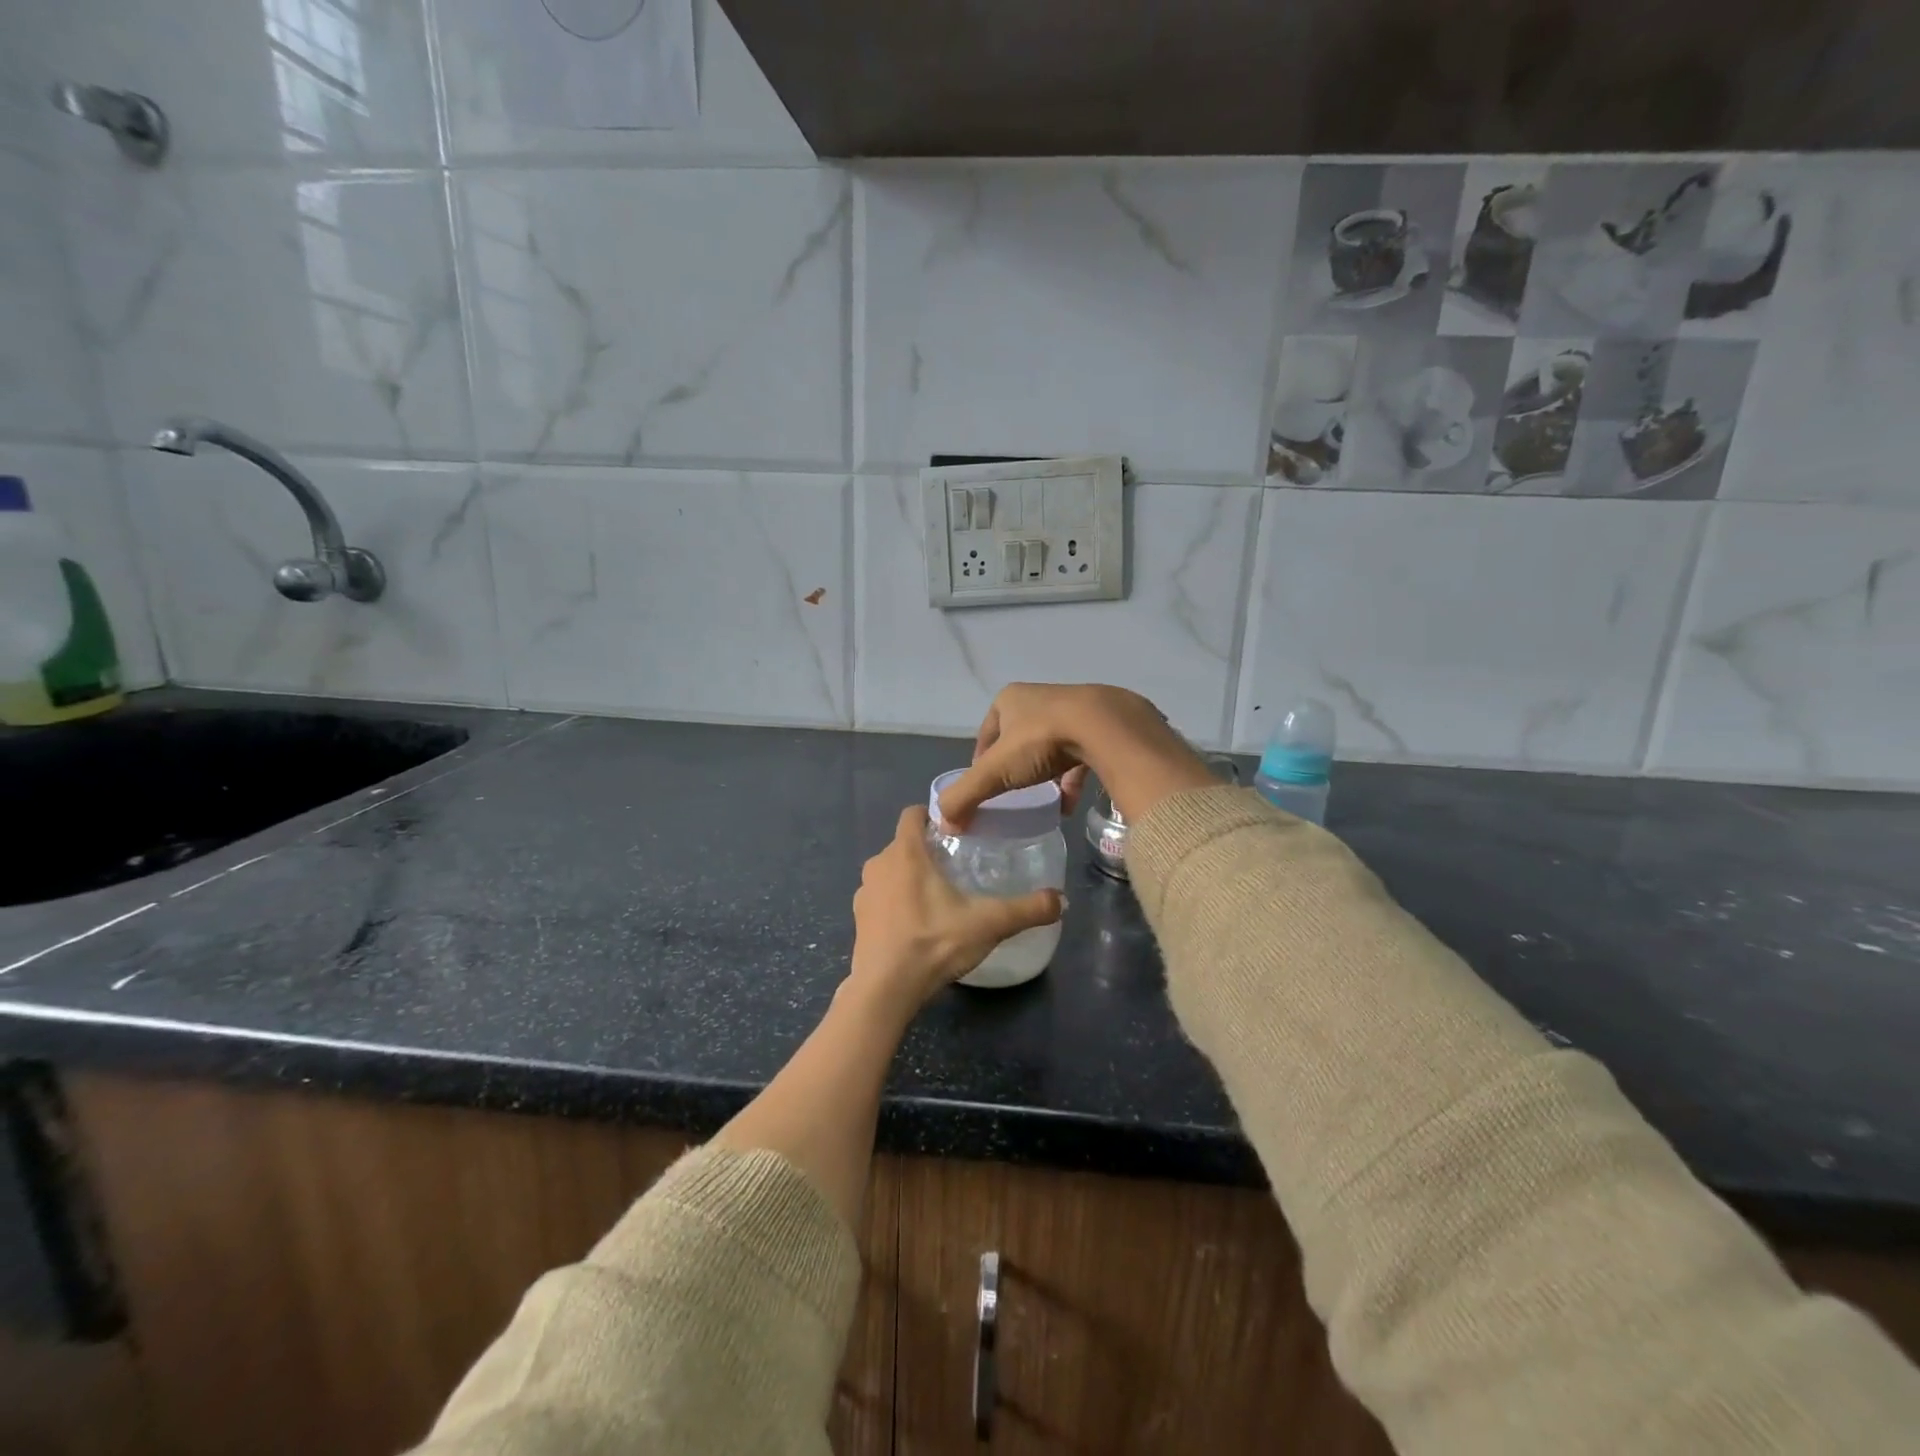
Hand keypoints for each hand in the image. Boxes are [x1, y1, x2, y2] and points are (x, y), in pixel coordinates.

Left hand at [848, 806, 1061, 1019]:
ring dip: (909, 877)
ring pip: (890, 870)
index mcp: (905, 853)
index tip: (958, 829)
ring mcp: (864, 892)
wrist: (884, 990)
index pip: (913, 814)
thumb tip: (1062, 900)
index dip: (934, 815)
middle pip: (904, 844)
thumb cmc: (933, 943)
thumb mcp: (988, 924)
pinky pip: (880, 897)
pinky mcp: (858, 919)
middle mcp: (879, 864)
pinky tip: (917, 924)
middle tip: (958, 865)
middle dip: (928, 850)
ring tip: (939, 896)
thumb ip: (1027, 909)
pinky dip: (896, 902)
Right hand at [937, 683, 1218, 828]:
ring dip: (1044, 774)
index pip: (987, 734)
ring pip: (1050, 746)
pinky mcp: (1101, 725)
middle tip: (1012, 797)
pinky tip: (1069, 804)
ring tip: (1041, 802)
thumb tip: (943, 824)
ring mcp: (1073, 709)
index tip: (984, 788)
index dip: (982, 763)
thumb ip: (965, 796)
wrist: (1105, 727)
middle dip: (1015, 768)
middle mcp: (1040, 698)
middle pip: (1018, 740)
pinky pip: (1080, 755)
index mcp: (1009, 699)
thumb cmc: (1041, 741)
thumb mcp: (995, 771)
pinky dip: (1071, 779)